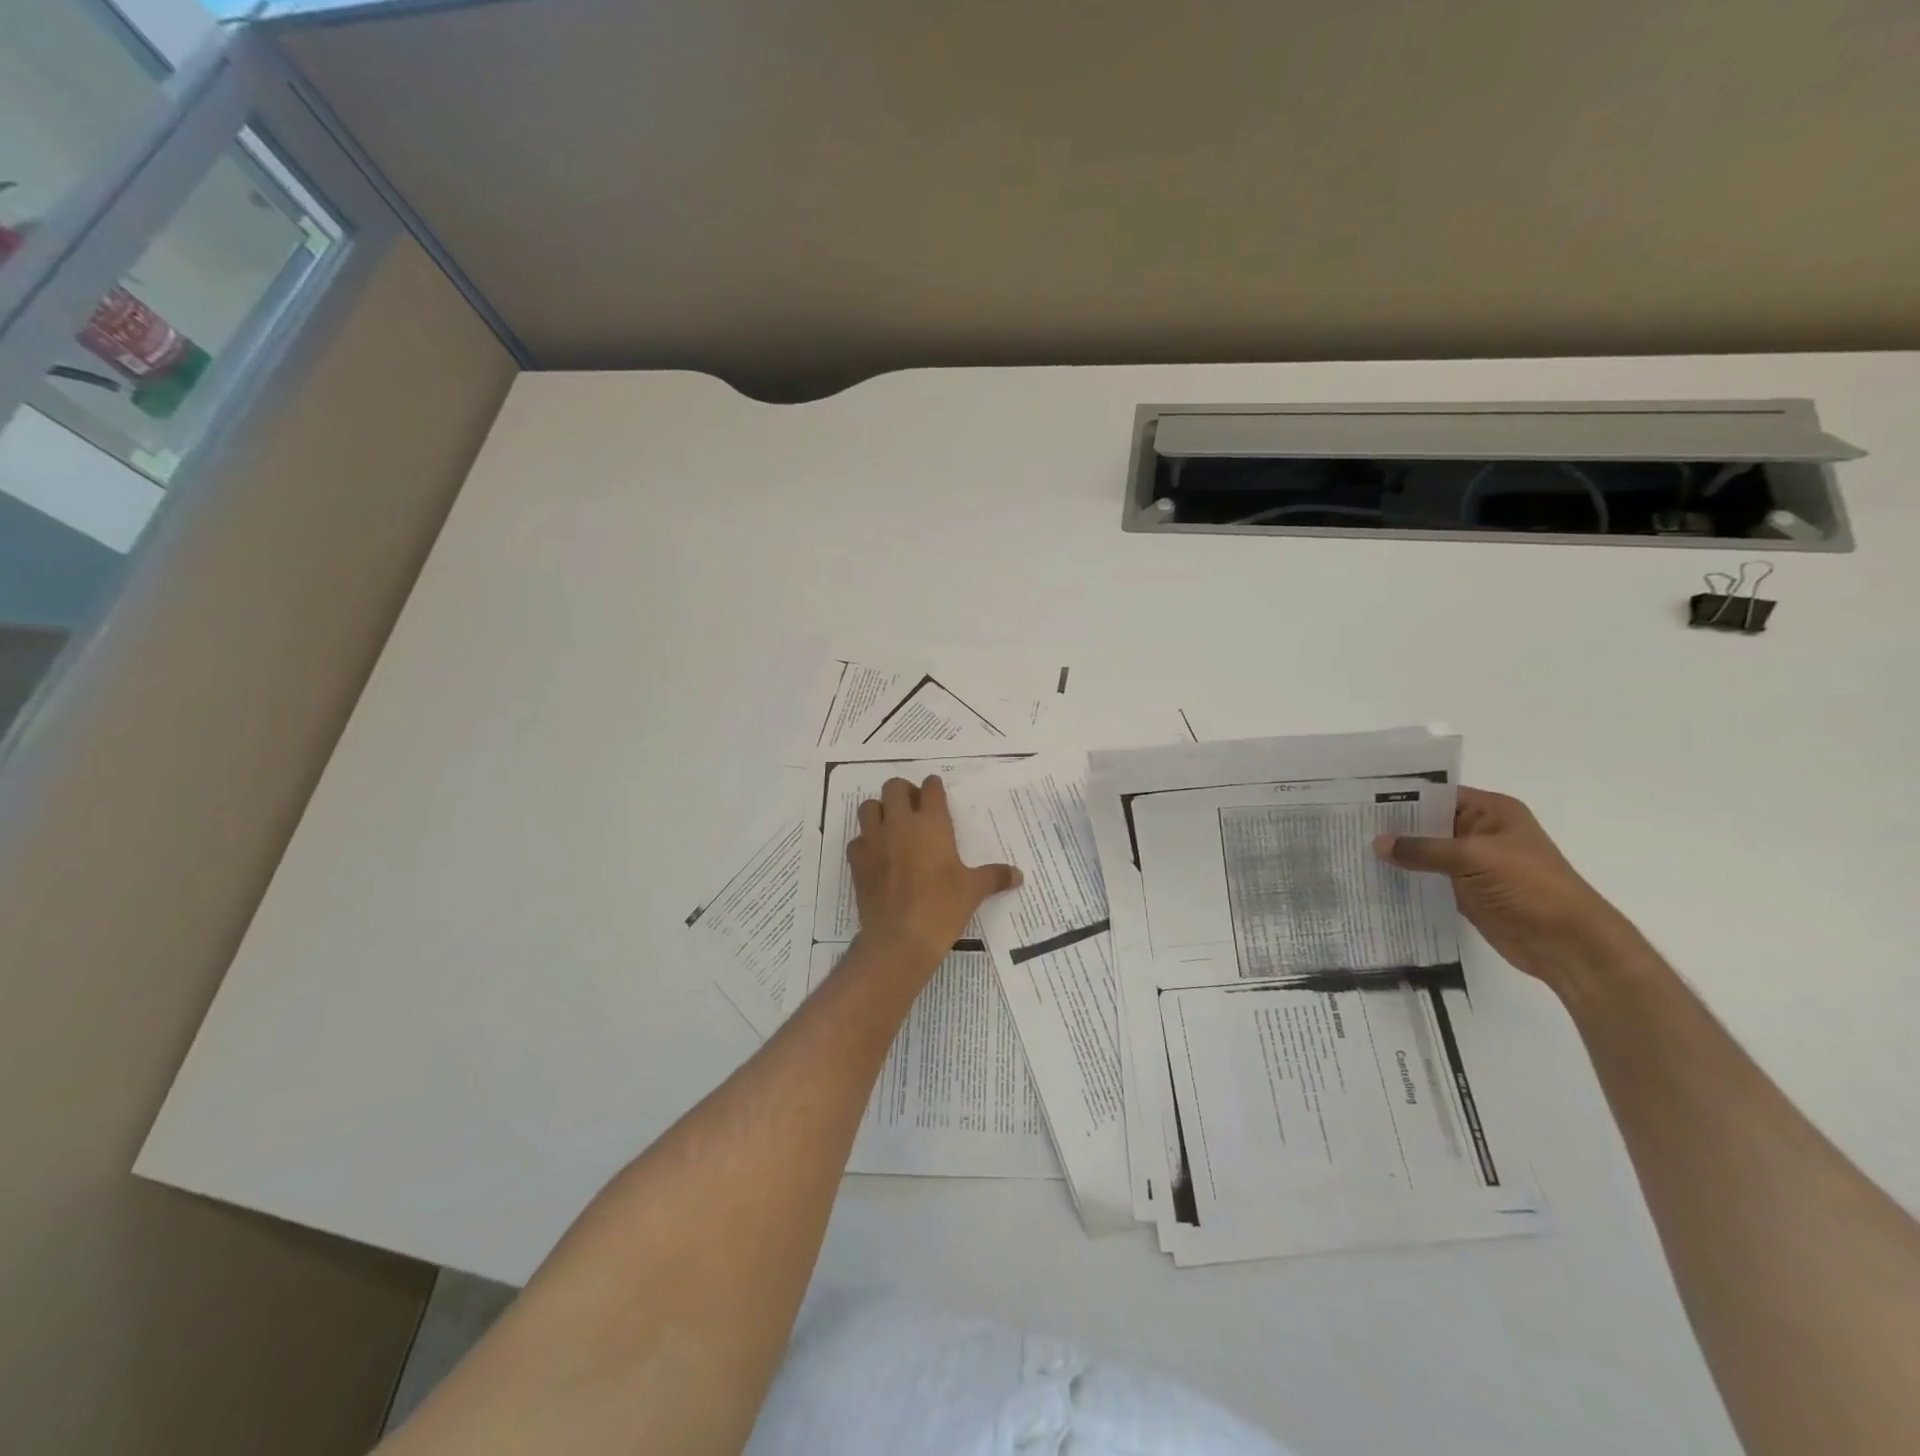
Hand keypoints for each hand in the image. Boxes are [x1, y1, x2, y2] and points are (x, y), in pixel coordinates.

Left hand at [848, 775, 1021, 971]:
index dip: (934, 786)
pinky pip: (858, 840)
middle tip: (913, 807)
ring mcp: (875, 840)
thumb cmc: (942, 908)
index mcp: (932, 824)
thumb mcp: (973, 891)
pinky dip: (866, 842)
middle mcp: (900, 823)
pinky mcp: (857, 861)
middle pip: (894, 787)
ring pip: (869, 807)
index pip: (931, 788)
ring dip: (879, 810)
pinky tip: (877, 855)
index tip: (936, 791)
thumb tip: (1018, 875)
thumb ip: (994, 877)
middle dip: (904, 791)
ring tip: (891, 825)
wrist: (900, 938)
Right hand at [1373, 787, 1645, 991]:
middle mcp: (1481, 832)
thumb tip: (1377, 843)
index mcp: (1492, 812)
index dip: (1402, 797)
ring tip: (1353, 850)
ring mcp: (1473, 863)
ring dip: (1398, 854)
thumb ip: (1423, 849)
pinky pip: (1429, 877)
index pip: (1438, 795)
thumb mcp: (1474, 858)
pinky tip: (1376, 877)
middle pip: (1429, 823)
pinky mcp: (1466, 890)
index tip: (1360, 801)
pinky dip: (1407, 877)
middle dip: (1394, 827)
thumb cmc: (1529, 887)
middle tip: (1349, 826)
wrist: (1568, 944)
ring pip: (1426, 852)